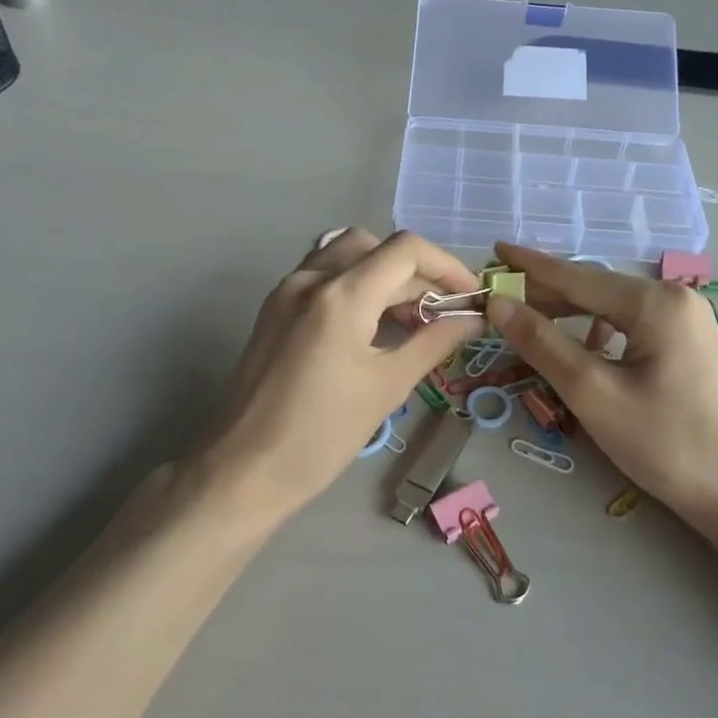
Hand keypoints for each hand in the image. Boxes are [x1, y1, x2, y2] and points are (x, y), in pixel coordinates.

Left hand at [196, 229, 482, 513]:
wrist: (245, 470)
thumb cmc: (322, 433)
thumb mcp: (387, 386)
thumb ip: (434, 342)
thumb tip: (473, 319)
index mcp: (340, 294)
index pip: (406, 250)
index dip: (447, 266)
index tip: (470, 297)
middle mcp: (310, 278)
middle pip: (377, 248)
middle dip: (417, 274)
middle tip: (442, 314)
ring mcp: (286, 291)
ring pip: (347, 256)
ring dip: (385, 276)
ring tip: (410, 319)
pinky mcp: (274, 309)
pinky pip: (324, 276)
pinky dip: (356, 286)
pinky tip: (371, 325)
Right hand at [482, 243, 717, 527]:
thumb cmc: (665, 442)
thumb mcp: (592, 392)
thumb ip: (542, 343)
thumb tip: (498, 304)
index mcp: (654, 301)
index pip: (577, 276)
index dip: (530, 265)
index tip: (494, 250)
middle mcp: (674, 298)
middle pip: (595, 288)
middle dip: (546, 293)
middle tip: (500, 300)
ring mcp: (686, 320)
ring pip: (612, 307)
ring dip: (570, 313)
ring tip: (529, 323)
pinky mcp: (688, 343)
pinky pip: (630, 324)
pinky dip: (597, 330)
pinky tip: (581, 349)